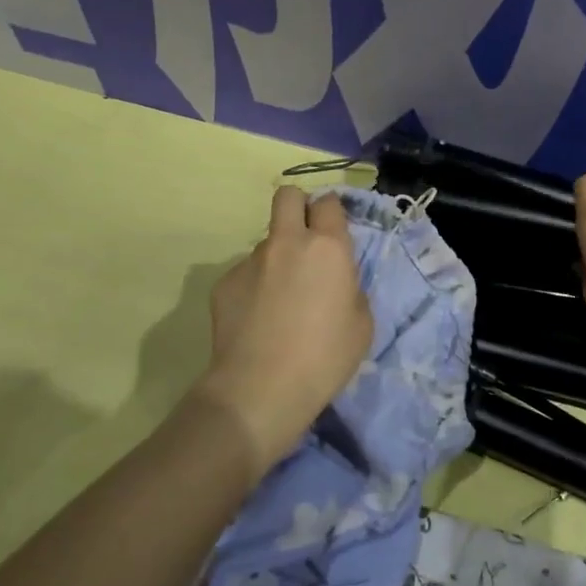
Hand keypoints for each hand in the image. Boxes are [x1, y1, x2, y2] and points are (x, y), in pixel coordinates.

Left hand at [193, 186, 373, 475]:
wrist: (261, 390)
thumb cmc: (324, 358)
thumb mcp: (361, 323)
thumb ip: (349, 286)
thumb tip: (334, 279)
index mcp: (327, 247)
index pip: (329, 202)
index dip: (331, 213)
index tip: (333, 232)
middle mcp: (287, 242)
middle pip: (287, 196)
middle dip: (298, 207)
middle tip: (305, 241)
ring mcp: (250, 260)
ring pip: (267, 242)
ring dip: (276, 259)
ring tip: (279, 302)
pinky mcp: (224, 282)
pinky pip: (245, 273)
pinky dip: (254, 288)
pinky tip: (256, 320)